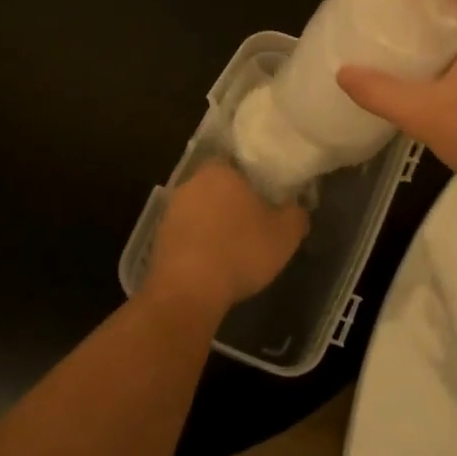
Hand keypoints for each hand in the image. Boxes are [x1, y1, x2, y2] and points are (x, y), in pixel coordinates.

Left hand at [143, 161, 308, 320]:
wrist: (188, 291)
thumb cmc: (240, 251)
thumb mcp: (285, 234)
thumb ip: (296, 214)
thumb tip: (297, 209)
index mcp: (220, 170)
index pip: (239, 164)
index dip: (256, 181)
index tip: (269, 199)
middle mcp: (190, 183)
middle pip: (219, 187)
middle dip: (235, 203)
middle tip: (256, 224)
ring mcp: (170, 211)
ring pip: (202, 211)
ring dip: (216, 225)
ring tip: (236, 249)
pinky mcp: (159, 239)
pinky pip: (187, 235)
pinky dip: (200, 245)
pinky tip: (214, 264)